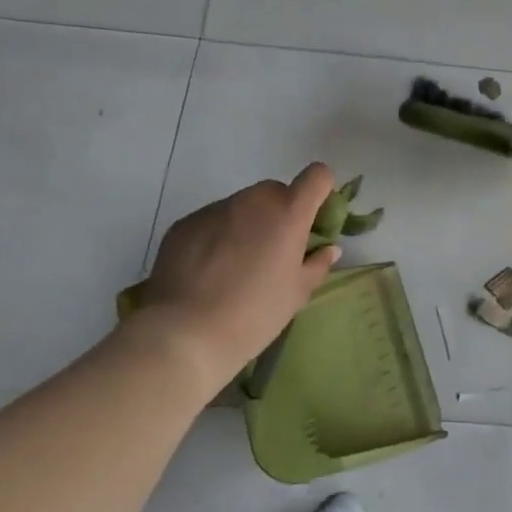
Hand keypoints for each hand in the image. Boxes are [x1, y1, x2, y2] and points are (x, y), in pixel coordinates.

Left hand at [139, 164, 341, 391]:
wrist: (184, 335)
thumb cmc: (254, 314)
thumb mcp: (297, 293)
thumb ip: (317, 264)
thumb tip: (327, 249)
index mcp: (288, 212)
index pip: (317, 176)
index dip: (320, 193)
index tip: (315, 221)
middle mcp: (252, 201)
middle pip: (276, 191)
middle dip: (282, 213)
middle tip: (275, 251)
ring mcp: (214, 209)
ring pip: (242, 206)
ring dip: (248, 224)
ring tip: (237, 266)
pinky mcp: (184, 224)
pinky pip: (212, 221)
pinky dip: (218, 236)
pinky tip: (209, 272)